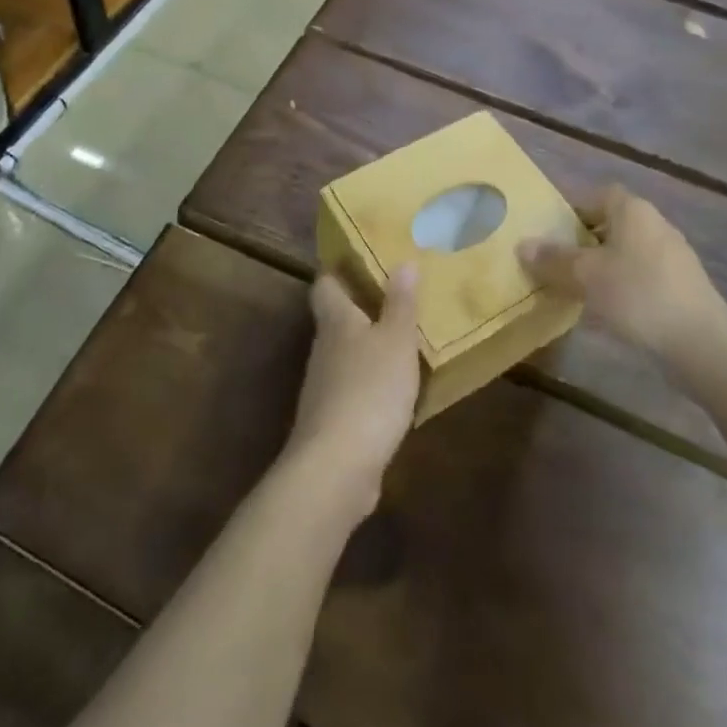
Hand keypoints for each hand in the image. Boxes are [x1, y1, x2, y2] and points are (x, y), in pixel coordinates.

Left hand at [282, 265, 421, 521]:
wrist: (337, 466)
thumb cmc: (369, 389)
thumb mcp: (396, 341)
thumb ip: (400, 303)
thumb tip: (402, 261)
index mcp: (336, 320)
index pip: (324, 284)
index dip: (338, 270)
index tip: (361, 260)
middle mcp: (324, 347)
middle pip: (335, 319)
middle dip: (360, 308)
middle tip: (395, 298)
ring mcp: (324, 386)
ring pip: (345, 354)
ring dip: (367, 347)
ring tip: (401, 341)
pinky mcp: (332, 420)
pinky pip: (352, 388)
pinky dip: (370, 383)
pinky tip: (394, 391)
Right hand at [519, 186, 726, 402]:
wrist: (703, 344)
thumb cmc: (638, 294)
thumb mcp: (585, 276)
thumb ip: (553, 259)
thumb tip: (522, 245)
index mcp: (632, 210)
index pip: (596, 195)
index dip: (572, 209)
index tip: (550, 232)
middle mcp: (655, 224)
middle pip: (611, 223)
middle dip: (584, 240)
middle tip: (556, 261)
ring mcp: (673, 256)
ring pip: (626, 252)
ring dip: (602, 266)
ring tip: (576, 288)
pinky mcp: (682, 287)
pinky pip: (642, 276)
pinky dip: (623, 286)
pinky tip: (608, 311)